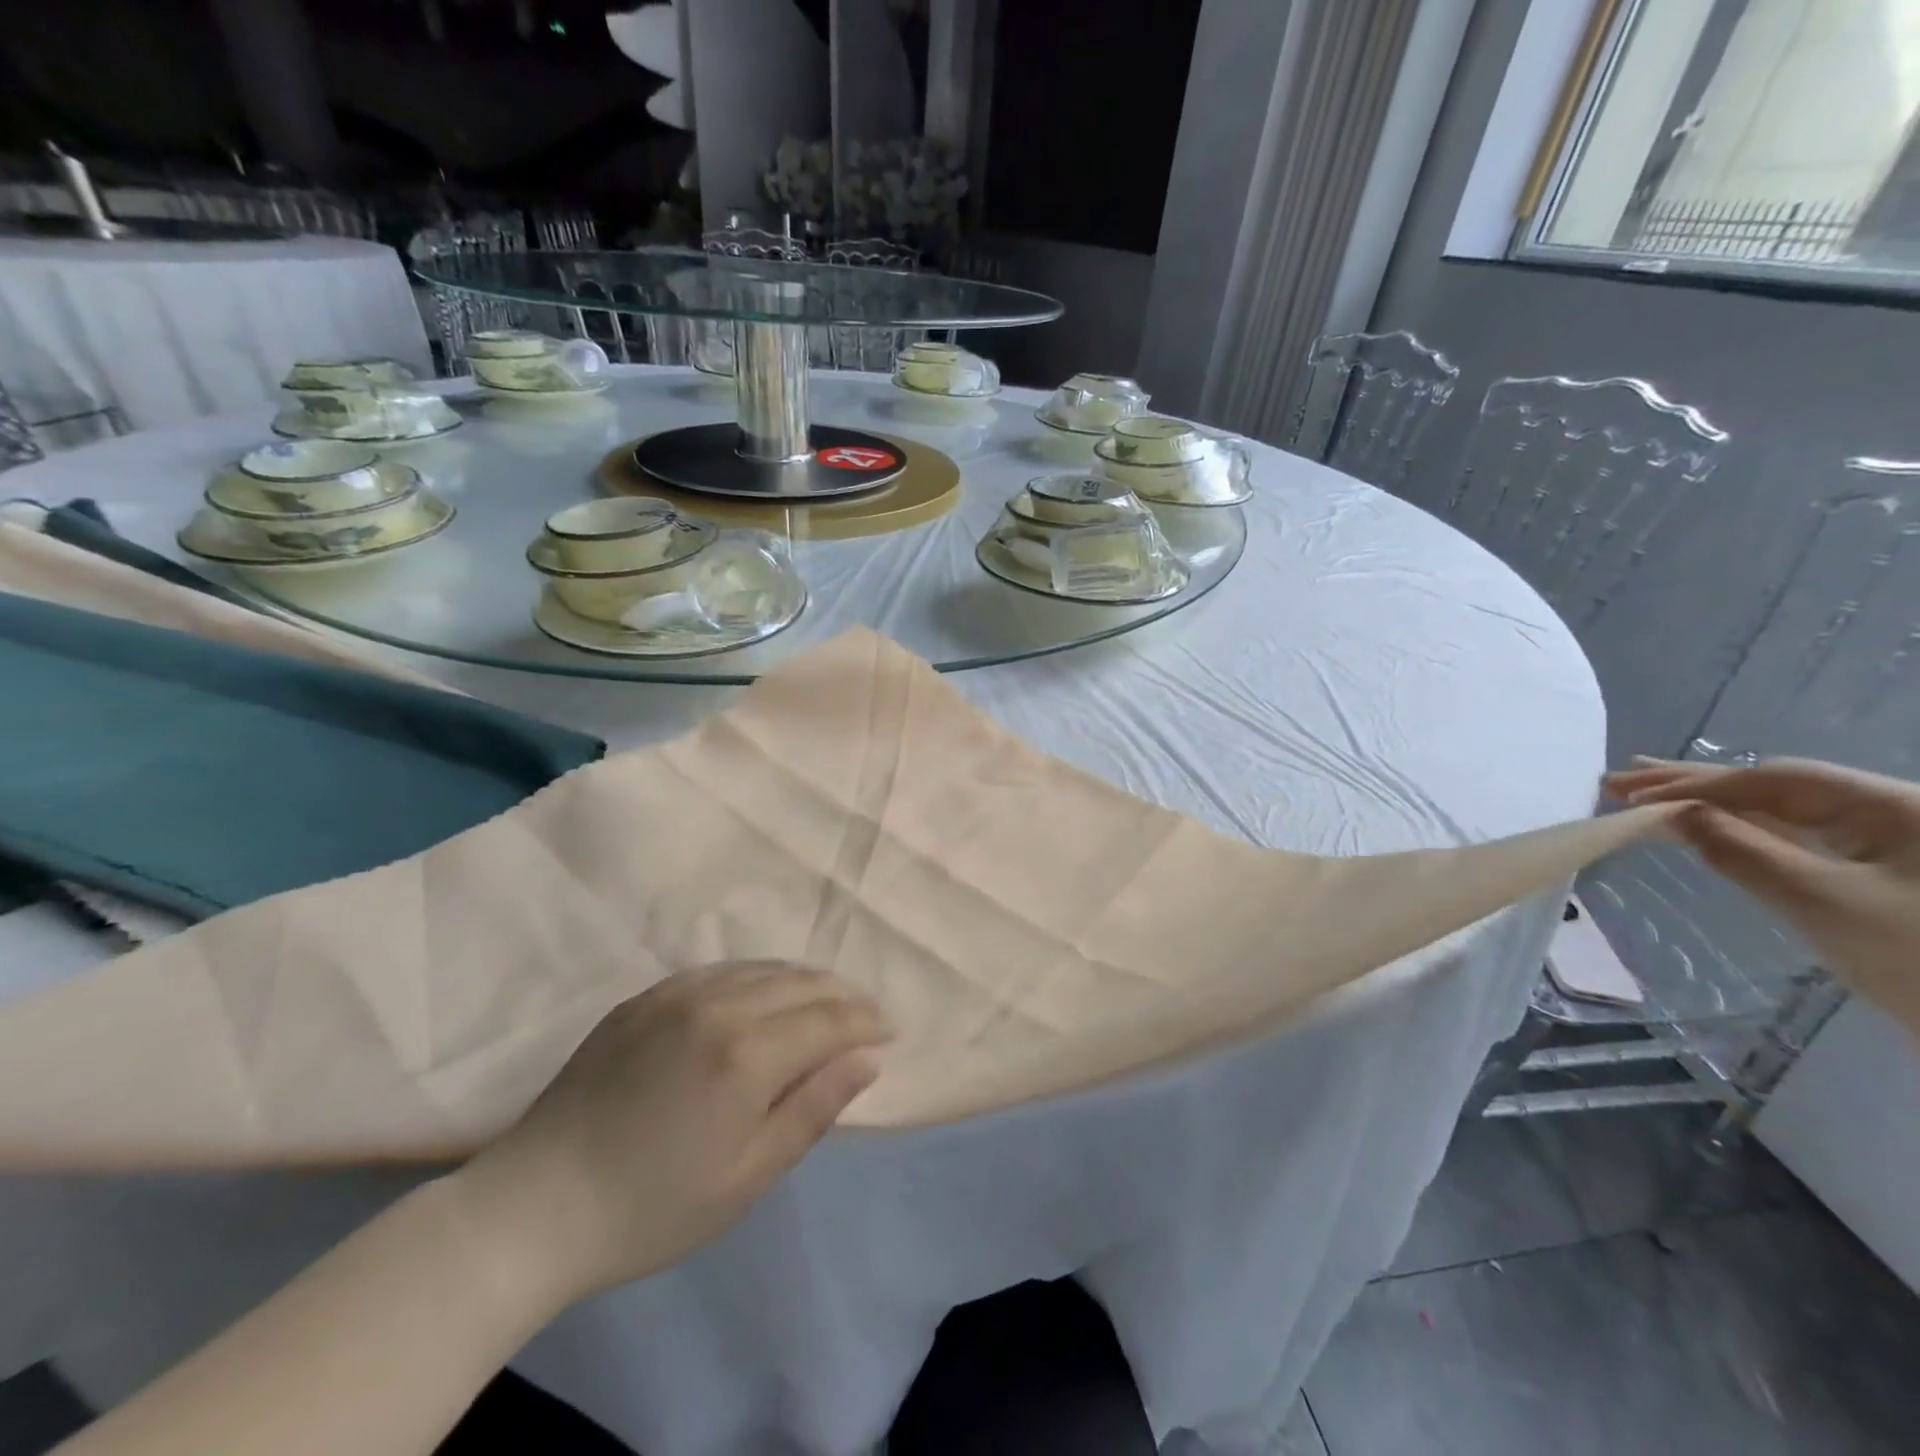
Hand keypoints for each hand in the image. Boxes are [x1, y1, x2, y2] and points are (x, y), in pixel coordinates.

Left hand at [454, 963, 889, 1304]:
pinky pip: (720, 969)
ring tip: (826, 998)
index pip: (829, 1020)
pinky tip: (764, 992)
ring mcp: (677, 993)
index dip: (866, 1021)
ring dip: (804, 980)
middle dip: (843, 995)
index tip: (889, 1030)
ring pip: (763, 968)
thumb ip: (813, 1109)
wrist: (536, 1205)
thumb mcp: (747, 1177)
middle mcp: (718, 1005)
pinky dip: (757, 975)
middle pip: (801, 984)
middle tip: (867, 1012)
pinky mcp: (646, 995)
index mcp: (746, 1054)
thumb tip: (867, 1058)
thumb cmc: (652, 1207)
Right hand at [1604, 757, 1919, 1030]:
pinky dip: (1744, 829)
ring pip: (1784, 812)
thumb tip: (1672, 815)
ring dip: (1712, 804)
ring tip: (1644, 794)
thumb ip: (1741, 850)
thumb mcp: (1820, 902)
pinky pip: (1801, 838)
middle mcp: (1895, 812)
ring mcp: (1895, 843)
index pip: (1775, 780)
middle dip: (1695, 785)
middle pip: (1778, 787)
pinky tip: (1702, 824)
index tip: (1632, 798)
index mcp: (1894, 805)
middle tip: (1619, 782)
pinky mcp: (1886, 873)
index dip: (1698, 785)